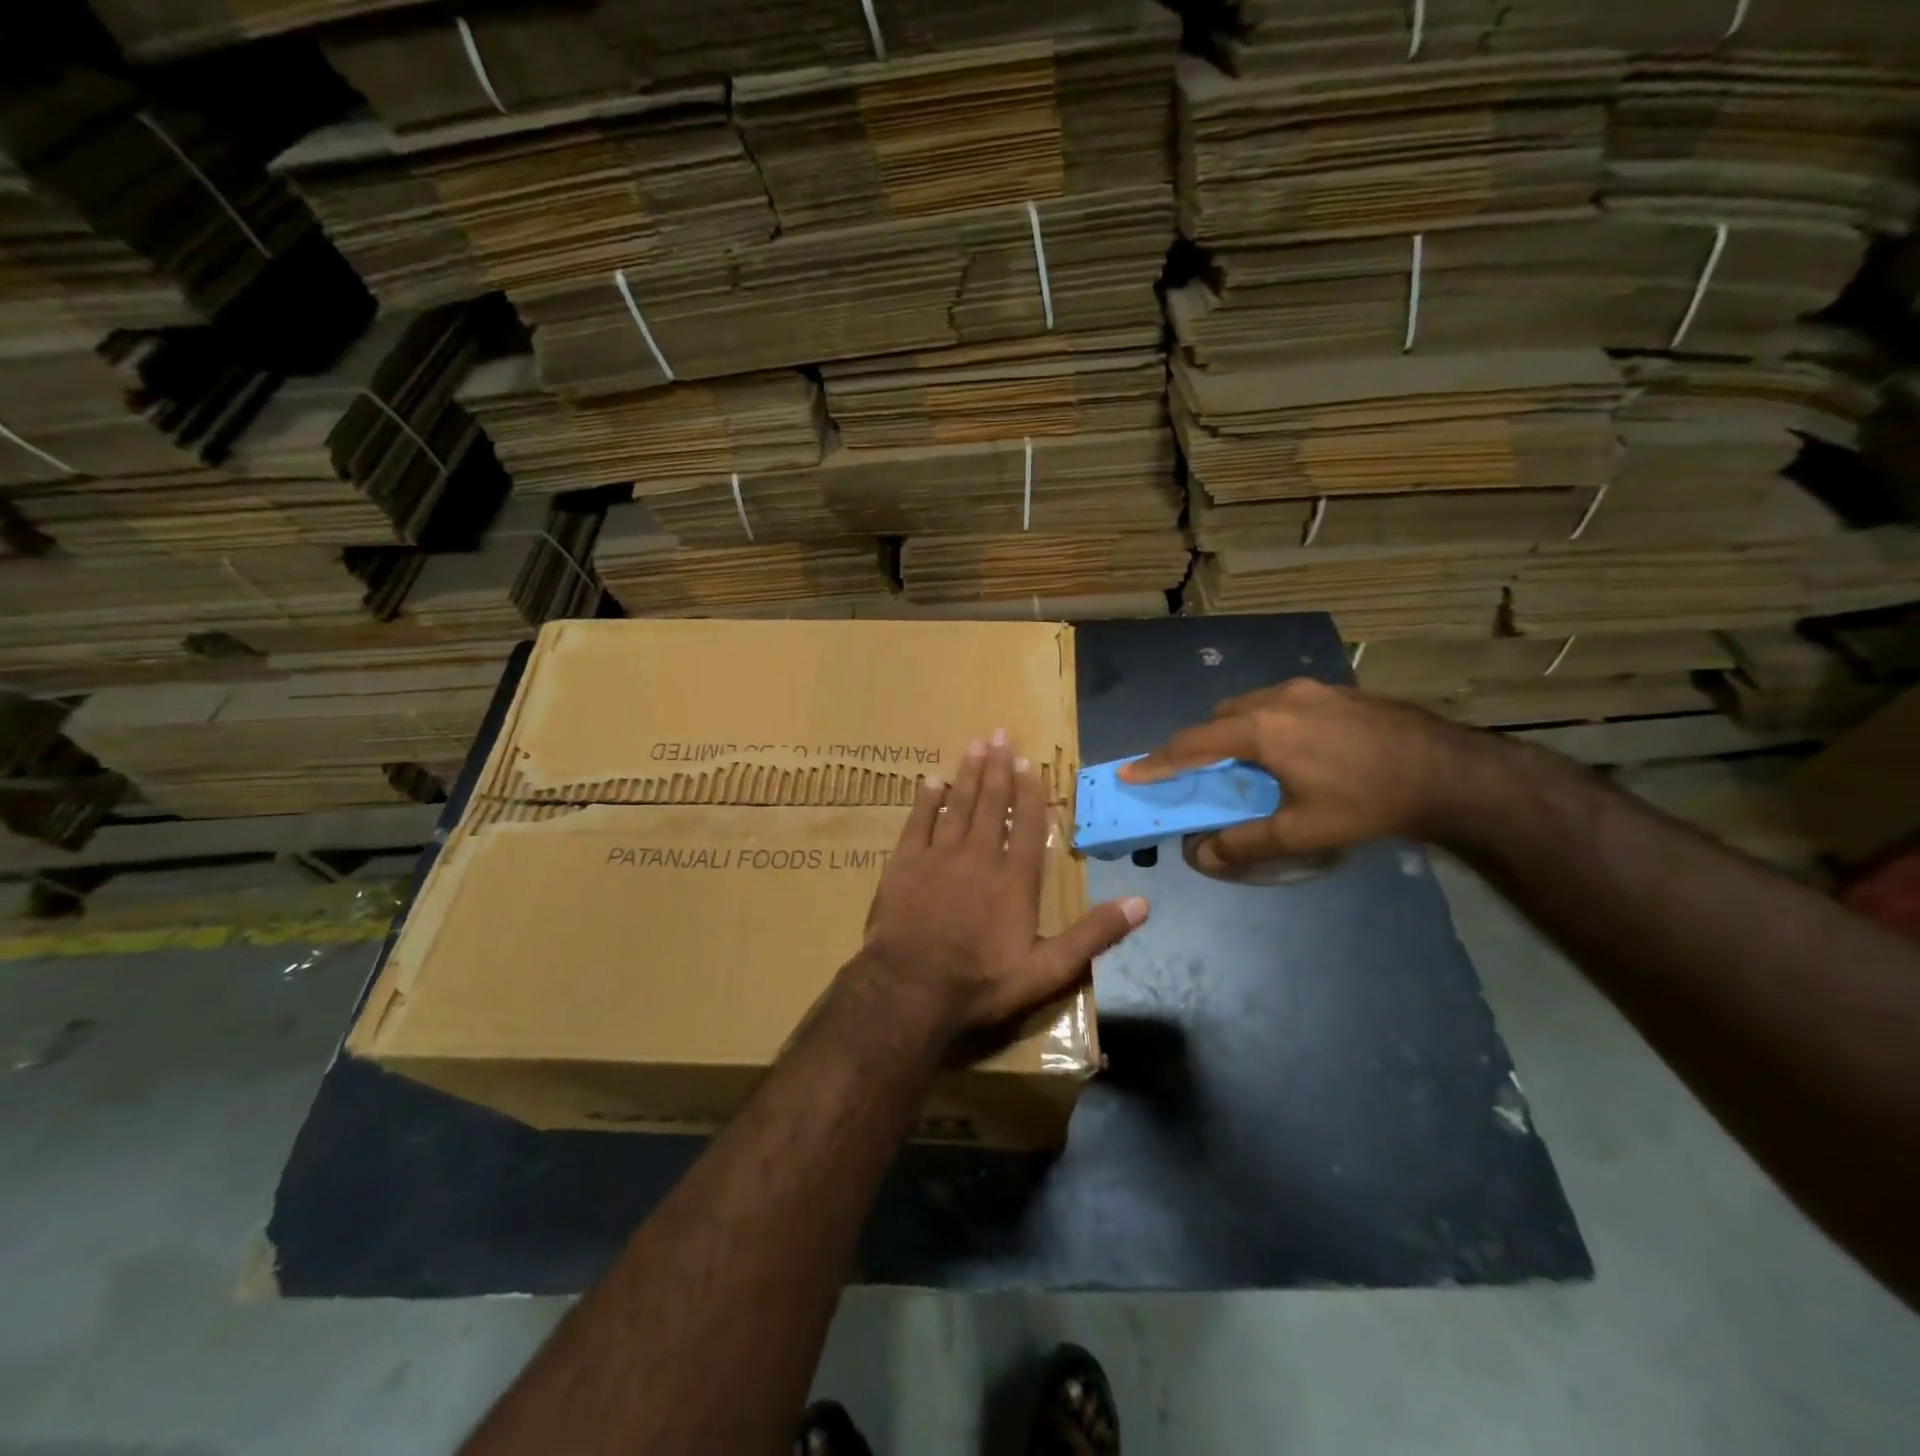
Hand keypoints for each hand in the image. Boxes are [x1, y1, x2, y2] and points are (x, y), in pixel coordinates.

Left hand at [858, 729, 1147, 1042]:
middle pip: (991, 804)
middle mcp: (979, 857)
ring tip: (974, 746)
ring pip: (957, 805)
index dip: (1029, 792)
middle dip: (997, 768)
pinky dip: (926, 801)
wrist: (911, 990)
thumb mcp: (1048, 970)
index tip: (1028, 762)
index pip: (1028, 825)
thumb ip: (1093, 935)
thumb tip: (1142, 904)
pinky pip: (918, 823)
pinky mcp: (904, 864)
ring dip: (967, 775)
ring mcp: (939, 857)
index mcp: (1015, 879)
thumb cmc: (981, 982)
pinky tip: (931, 782)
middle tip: (999, 734)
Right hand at [1119, 679, 1475, 873]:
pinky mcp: (1336, 689)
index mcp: (1262, 730)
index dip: (1157, 762)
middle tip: (1203, 776)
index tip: (1130, 773)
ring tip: (1251, 764)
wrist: (1450, 772)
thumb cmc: (1367, 802)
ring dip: (1237, 731)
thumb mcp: (1302, 832)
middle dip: (1202, 745)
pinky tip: (1295, 749)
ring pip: (1251, 705)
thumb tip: (1200, 856)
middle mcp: (1278, 698)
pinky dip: (1268, 723)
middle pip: (1220, 719)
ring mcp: (1310, 689)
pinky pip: (1282, 702)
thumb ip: (1244, 844)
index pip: (1192, 745)